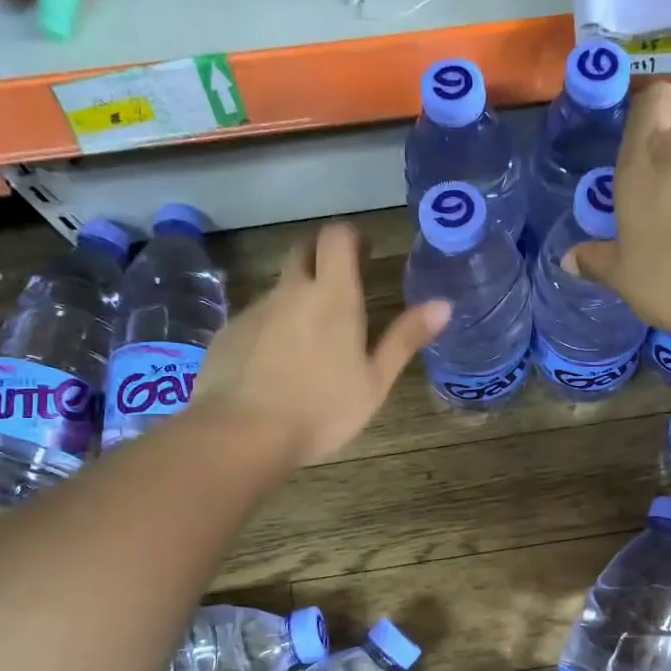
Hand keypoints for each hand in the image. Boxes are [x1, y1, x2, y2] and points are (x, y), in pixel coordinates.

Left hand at [191, 223, 449, 464]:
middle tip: (341, 285)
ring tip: (310, 343)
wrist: (243, 434)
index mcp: (332, 296)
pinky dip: (270, 330)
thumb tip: (443, 304)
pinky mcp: (227, 333)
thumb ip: (405, 339)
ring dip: (297, 300)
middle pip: (302, 251)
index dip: (350, 236)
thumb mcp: (375, 381)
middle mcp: (290, 291)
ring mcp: (254, 310)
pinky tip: (275, 367)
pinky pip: (256, 320)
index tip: (363, 251)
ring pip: (279, 290)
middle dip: (321, 256)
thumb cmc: (322, 409)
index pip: (336, 237)